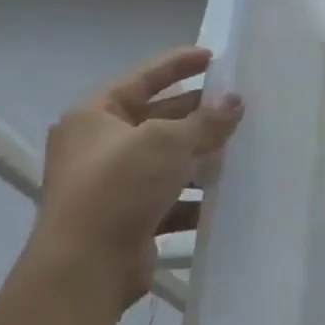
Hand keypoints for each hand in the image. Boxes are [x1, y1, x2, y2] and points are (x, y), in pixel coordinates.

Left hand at [27, 47, 244, 313]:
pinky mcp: (127, 217)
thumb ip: (205, 120)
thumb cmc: (118, 188)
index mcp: (93, 117)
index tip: (212, 56)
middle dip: (196, 114)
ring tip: (240, 149)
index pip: (141, 79)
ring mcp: (111, 185)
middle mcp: (98, 147)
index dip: (177, 64)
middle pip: (156, 119)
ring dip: (199, 156)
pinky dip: (195, 195)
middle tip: (236, 105)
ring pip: (166, 160)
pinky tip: (225, 195)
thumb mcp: (167, 142)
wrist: (84, 267)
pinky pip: (169, 196)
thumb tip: (235, 100)